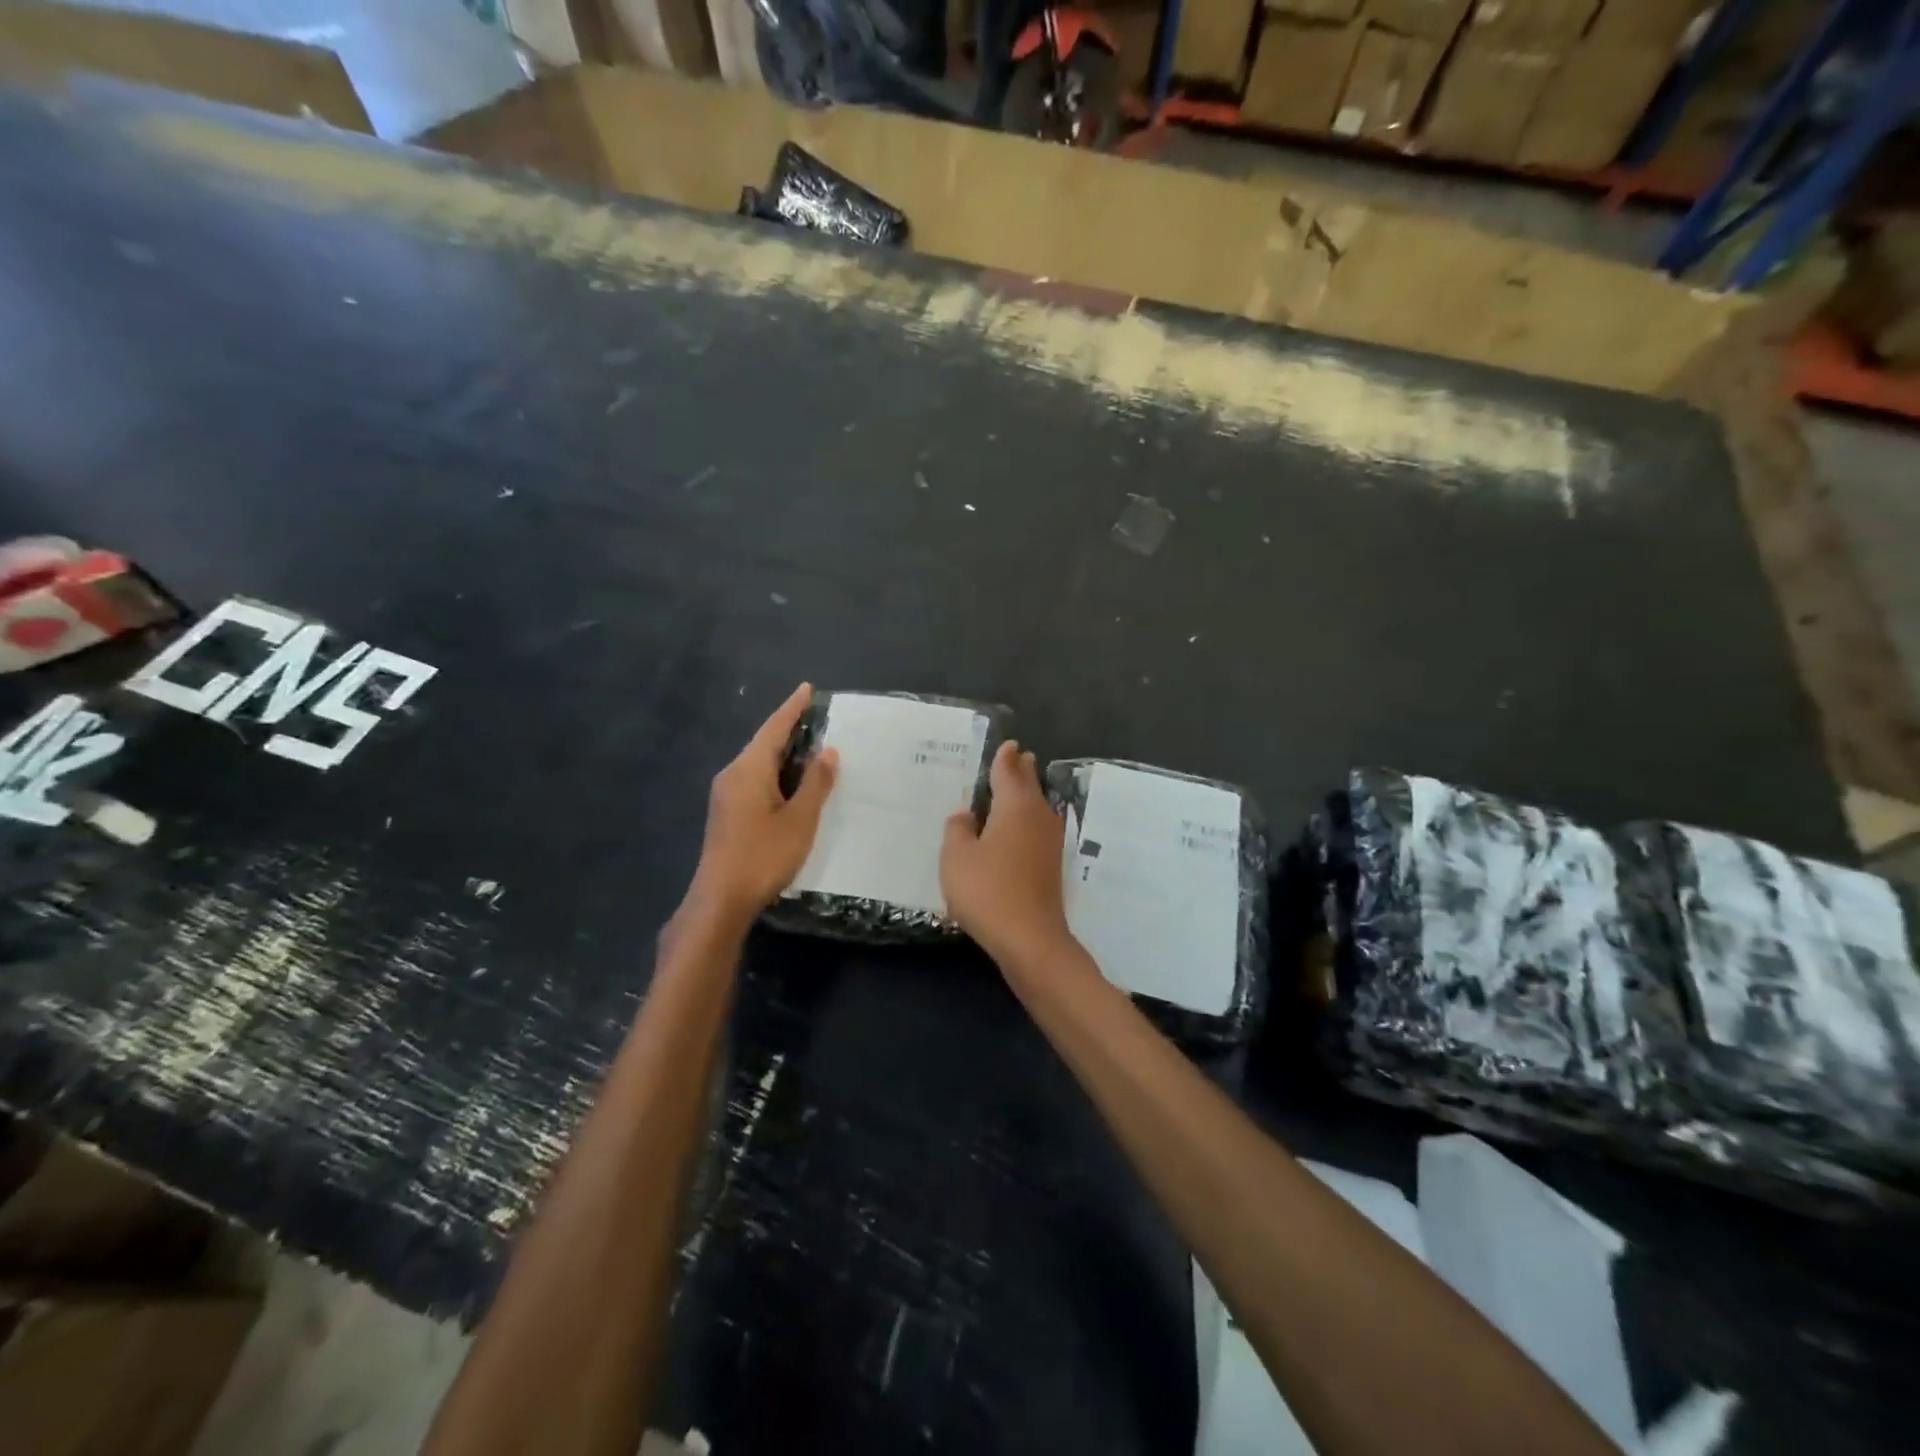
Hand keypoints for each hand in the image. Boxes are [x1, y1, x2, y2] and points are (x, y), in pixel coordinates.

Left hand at [685, 682, 837, 924]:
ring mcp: (726, 795)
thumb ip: (815, 783)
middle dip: (790, 730)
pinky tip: (792, 784)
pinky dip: (776, 774)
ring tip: (812, 750)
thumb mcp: (800, 819)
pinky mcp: (727, 813)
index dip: (792, 708)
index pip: (774, 728)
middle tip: (818, 720)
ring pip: (758, 763)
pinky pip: (754, 780)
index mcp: (749, 769)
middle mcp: (733, 775)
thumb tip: (828, 751)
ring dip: (784, 754)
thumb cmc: (763, 855)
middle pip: (764, 743)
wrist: (721, 898)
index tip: (808, 689)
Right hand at [941, 741, 1075, 965]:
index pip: (1009, 771)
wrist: (1029, 938)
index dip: (1005, 757)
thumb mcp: (957, 857)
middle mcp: (1038, 817)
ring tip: (1016, 787)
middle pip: (1029, 786)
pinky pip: (1036, 829)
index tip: (1009, 744)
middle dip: (1022, 770)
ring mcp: (1049, 842)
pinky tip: (1016, 830)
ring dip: (1026, 795)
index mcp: (1015, 806)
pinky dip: (1026, 821)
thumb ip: (958, 829)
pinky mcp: (1051, 866)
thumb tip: (965, 814)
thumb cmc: (987, 890)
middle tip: (1018, 756)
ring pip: (1037, 807)